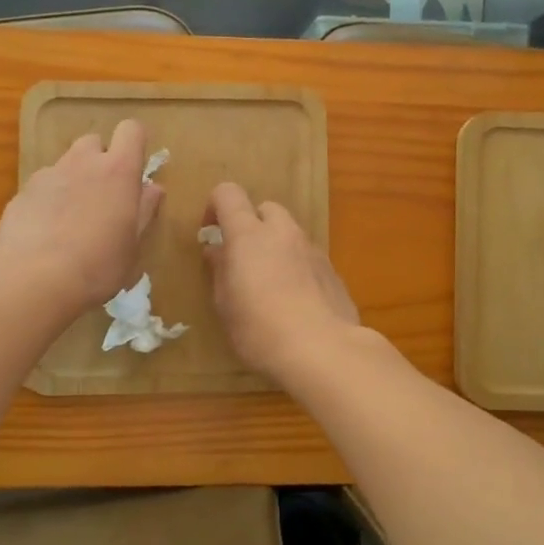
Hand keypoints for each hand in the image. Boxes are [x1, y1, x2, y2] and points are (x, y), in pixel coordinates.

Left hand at [0, 120, 163, 315]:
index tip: (135, 170)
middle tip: (103, 197)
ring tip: (72, 219)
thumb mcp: (132, 245)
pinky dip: (48, 200)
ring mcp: (48, 175)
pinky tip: (46, 233)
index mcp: (118, 171)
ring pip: (65, 164)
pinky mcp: (21, 192)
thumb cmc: (98, 265)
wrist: (33, 279)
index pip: (131, 130)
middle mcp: (82, 162)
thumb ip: (144, 211)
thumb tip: (153, 188)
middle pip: (94, 142)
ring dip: (73, 180)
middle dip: (100, 161)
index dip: (135, 144)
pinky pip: (42, 187)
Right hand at [202, 182, 359, 381]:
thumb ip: (220, 270)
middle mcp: (283, 232)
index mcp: (249, 234)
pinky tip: (294, 301)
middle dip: (251, 226)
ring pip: (289, 233)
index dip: (215, 207)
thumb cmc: (260, 329)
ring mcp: (312, 250)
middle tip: (242, 260)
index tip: (210, 234)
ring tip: (269, 285)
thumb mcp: (225, 304)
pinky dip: (296, 267)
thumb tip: (216, 250)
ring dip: (275, 247)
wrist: (323, 351)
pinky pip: (307, 257)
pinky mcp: (332, 271)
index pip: (228, 193)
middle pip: (265, 209)